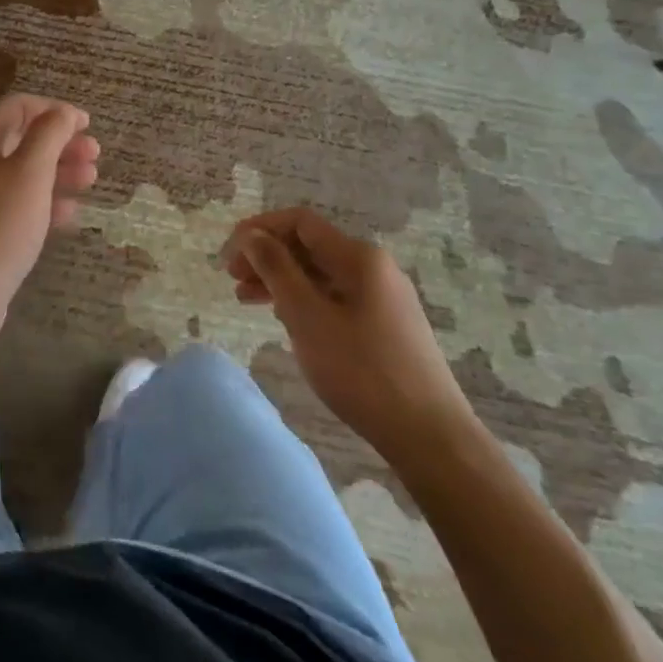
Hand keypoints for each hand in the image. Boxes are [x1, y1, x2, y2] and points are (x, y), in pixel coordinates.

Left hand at [0, 95, 99, 345]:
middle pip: (22, 138)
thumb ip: (49, 135)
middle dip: (61, 143)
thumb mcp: (29, 174)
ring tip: (91, 180)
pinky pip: (17, 203)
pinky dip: (44, 202)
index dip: (55, 110)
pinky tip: (70, 214)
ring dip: (58, 172)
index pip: (18, 107)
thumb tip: (62, 112)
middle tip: (95, 155)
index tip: (88, 124)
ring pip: (22, 172)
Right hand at [224, 210, 473, 463]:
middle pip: (309, 247)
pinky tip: (286, 322)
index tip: (230, 251)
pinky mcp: (387, 327)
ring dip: (281, 281)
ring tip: (247, 301)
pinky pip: (335, 298)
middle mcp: (374, 268)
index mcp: (359, 257)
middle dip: (267, 257)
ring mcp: (384, 298)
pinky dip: (304, 302)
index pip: (299, 222)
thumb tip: (252, 235)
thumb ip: (275, 268)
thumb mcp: (307, 315)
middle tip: (233, 279)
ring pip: (320, 275)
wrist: (432, 439)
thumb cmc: (362, 371)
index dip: (260, 229)